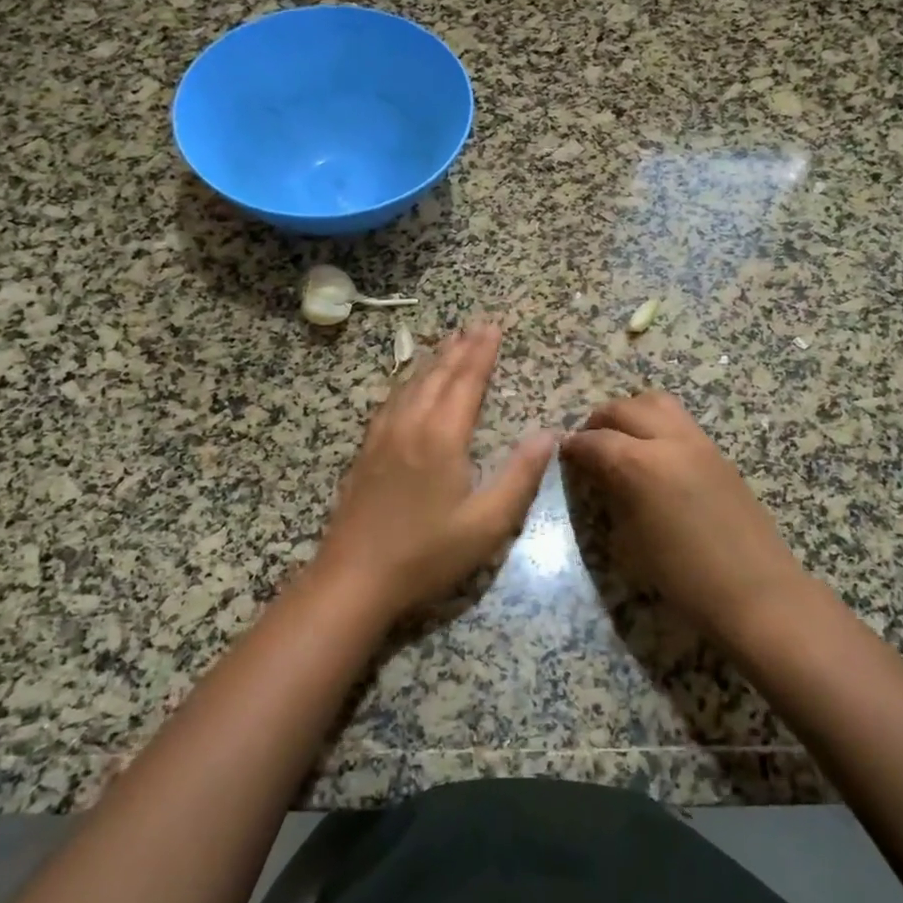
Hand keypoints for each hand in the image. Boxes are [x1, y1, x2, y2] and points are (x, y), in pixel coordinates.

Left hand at [312, 323, 555, 620]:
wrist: (354, 578)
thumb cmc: (427, 554)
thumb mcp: (486, 523)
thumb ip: (519, 476)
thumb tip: (549, 434)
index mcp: (442, 436)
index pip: (467, 382)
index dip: (483, 353)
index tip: (494, 327)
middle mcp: (410, 424)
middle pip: (438, 375)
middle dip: (460, 348)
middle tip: (476, 324)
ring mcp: (382, 436)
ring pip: (411, 384)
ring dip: (433, 360)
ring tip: (448, 341)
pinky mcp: (366, 451)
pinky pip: (391, 401)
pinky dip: (407, 381)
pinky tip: (408, 384)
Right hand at [560, 390, 809, 637]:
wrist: (756, 593)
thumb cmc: (683, 578)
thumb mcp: (630, 541)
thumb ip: (611, 497)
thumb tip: (600, 477)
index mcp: (639, 464)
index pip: (594, 440)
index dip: (573, 447)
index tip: (562, 455)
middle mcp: (669, 441)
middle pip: (624, 408)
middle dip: (599, 421)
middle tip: (588, 444)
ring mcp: (699, 443)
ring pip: (657, 402)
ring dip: (631, 413)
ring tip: (621, 439)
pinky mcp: (719, 453)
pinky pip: (680, 422)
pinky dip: (657, 426)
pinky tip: (653, 456)